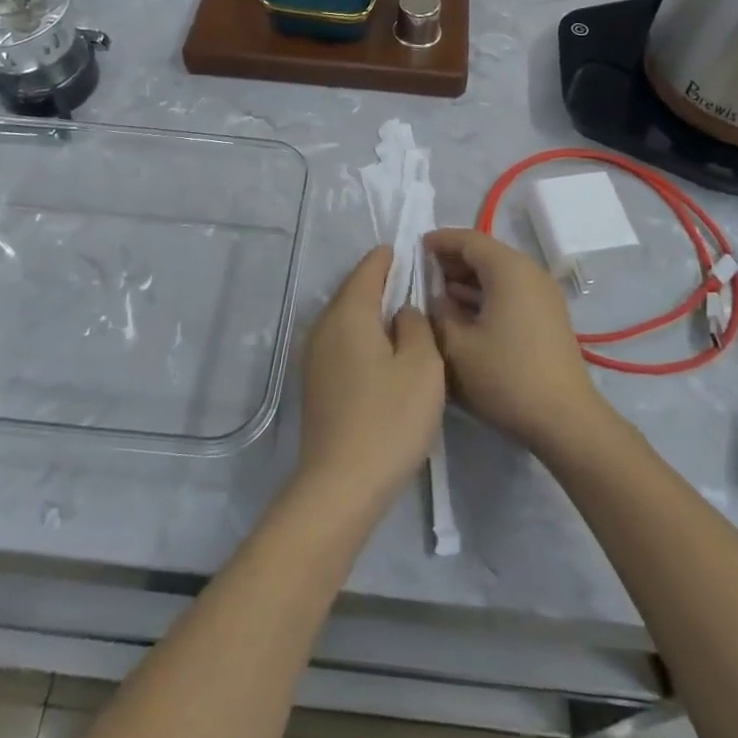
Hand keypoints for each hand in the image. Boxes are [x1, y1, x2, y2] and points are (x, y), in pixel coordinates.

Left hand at [295, 248, 445, 512]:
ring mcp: (314, 355)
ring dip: (371, 311)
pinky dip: (362, 335)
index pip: (369, 268)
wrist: (340, 486)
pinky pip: (341, 341)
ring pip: (346, 317)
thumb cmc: (388, 420)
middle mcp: (325, 325)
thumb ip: (417, 325)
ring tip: (403, 317)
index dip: (391, 257)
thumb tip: (402, 311)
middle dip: (381, 282)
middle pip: (353, 290)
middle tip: (414, 283)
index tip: (413, 252)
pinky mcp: (315, 382)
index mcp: (349, 312)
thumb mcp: (422, 366)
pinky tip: (382, 353)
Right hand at [425, 228, 607, 458]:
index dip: (439, 241)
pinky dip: (486, 294)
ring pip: (499, 273)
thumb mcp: (457, 346)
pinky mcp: (548, 315)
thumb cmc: (506, 377)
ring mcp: (543, 294)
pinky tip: (465, 314)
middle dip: (452, 260)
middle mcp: (530, 272)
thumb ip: (438, 312)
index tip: (414, 249)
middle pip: (486, 253)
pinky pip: (511, 290)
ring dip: (469, 280)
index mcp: (509, 269)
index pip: (468, 239)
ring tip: (438, 295)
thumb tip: (435, 297)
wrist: (565, 420)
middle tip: (422, 274)